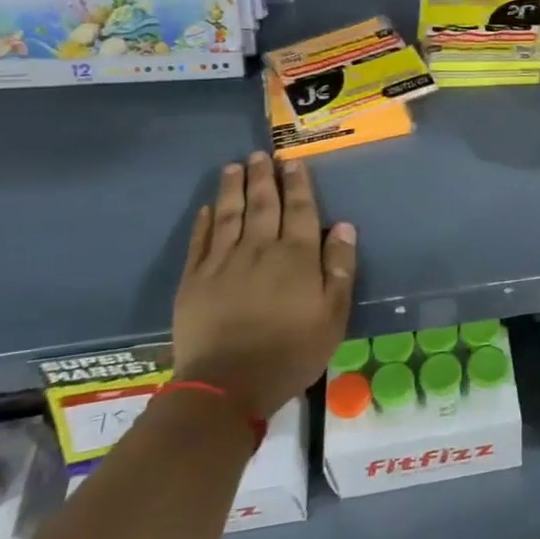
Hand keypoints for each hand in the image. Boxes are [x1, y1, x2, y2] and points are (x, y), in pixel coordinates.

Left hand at [172, 153, 357, 418]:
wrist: (228, 384)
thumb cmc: (292, 351)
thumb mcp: (334, 314)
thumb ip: (340, 267)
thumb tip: (345, 226)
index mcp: (297, 255)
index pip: (300, 209)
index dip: (298, 184)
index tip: (293, 161)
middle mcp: (260, 249)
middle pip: (263, 204)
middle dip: (263, 177)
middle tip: (260, 154)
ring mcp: (223, 263)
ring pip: (229, 215)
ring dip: (233, 189)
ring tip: (234, 167)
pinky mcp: (194, 281)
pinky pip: (200, 242)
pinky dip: (204, 222)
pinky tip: (207, 209)